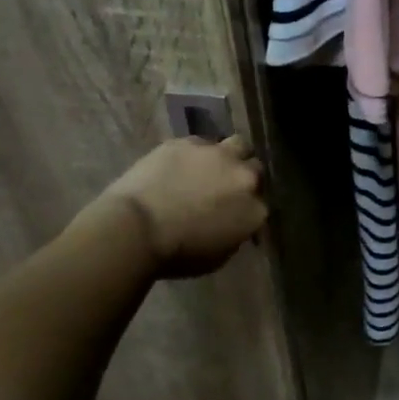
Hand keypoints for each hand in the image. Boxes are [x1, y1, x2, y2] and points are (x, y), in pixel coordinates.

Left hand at [90, 135, 267, 278]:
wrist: (135, 229)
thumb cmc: (176, 254)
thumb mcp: (217, 256)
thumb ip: (234, 234)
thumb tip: (232, 223)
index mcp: (255, 210)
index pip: (263, 204)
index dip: (249, 208)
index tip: (236, 214)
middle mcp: (244, 177)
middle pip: (256, 169)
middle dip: (245, 177)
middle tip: (227, 188)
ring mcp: (218, 155)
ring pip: (238, 144)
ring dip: (231, 155)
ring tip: (213, 166)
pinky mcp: (188, 143)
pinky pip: (201, 143)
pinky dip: (197, 153)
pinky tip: (182, 164)